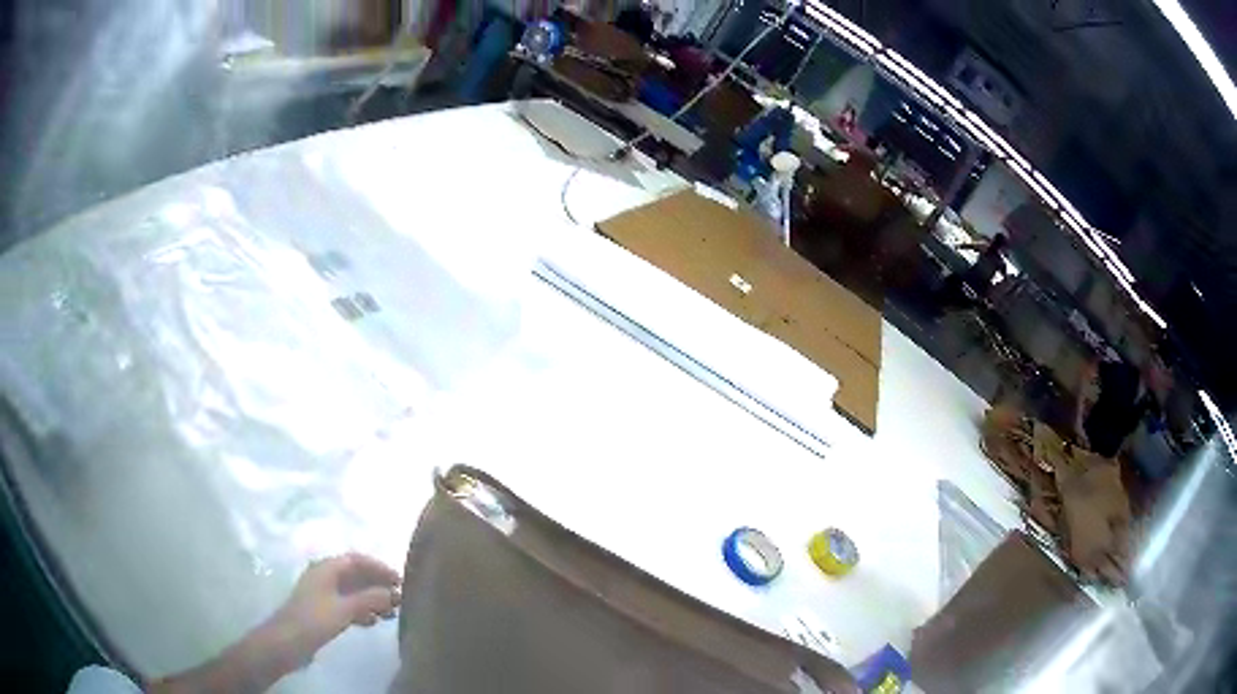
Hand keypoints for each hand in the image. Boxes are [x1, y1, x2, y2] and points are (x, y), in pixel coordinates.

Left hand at [267, 553, 401, 667]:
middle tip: (399, 598)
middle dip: (377, 584)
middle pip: (355, 574)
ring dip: (371, 598)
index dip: (379, 567)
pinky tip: (372, 622)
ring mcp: (322, 593)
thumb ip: (370, 599)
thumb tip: (393, 592)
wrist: (287, 641)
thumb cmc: (315, 620)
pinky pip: (346, 603)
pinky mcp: (322, 610)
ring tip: (390, 612)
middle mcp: (324, 575)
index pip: (356, 560)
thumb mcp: (345, 609)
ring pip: (352, 590)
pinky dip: (361, 609)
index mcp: (326, 568)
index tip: (400, 580)